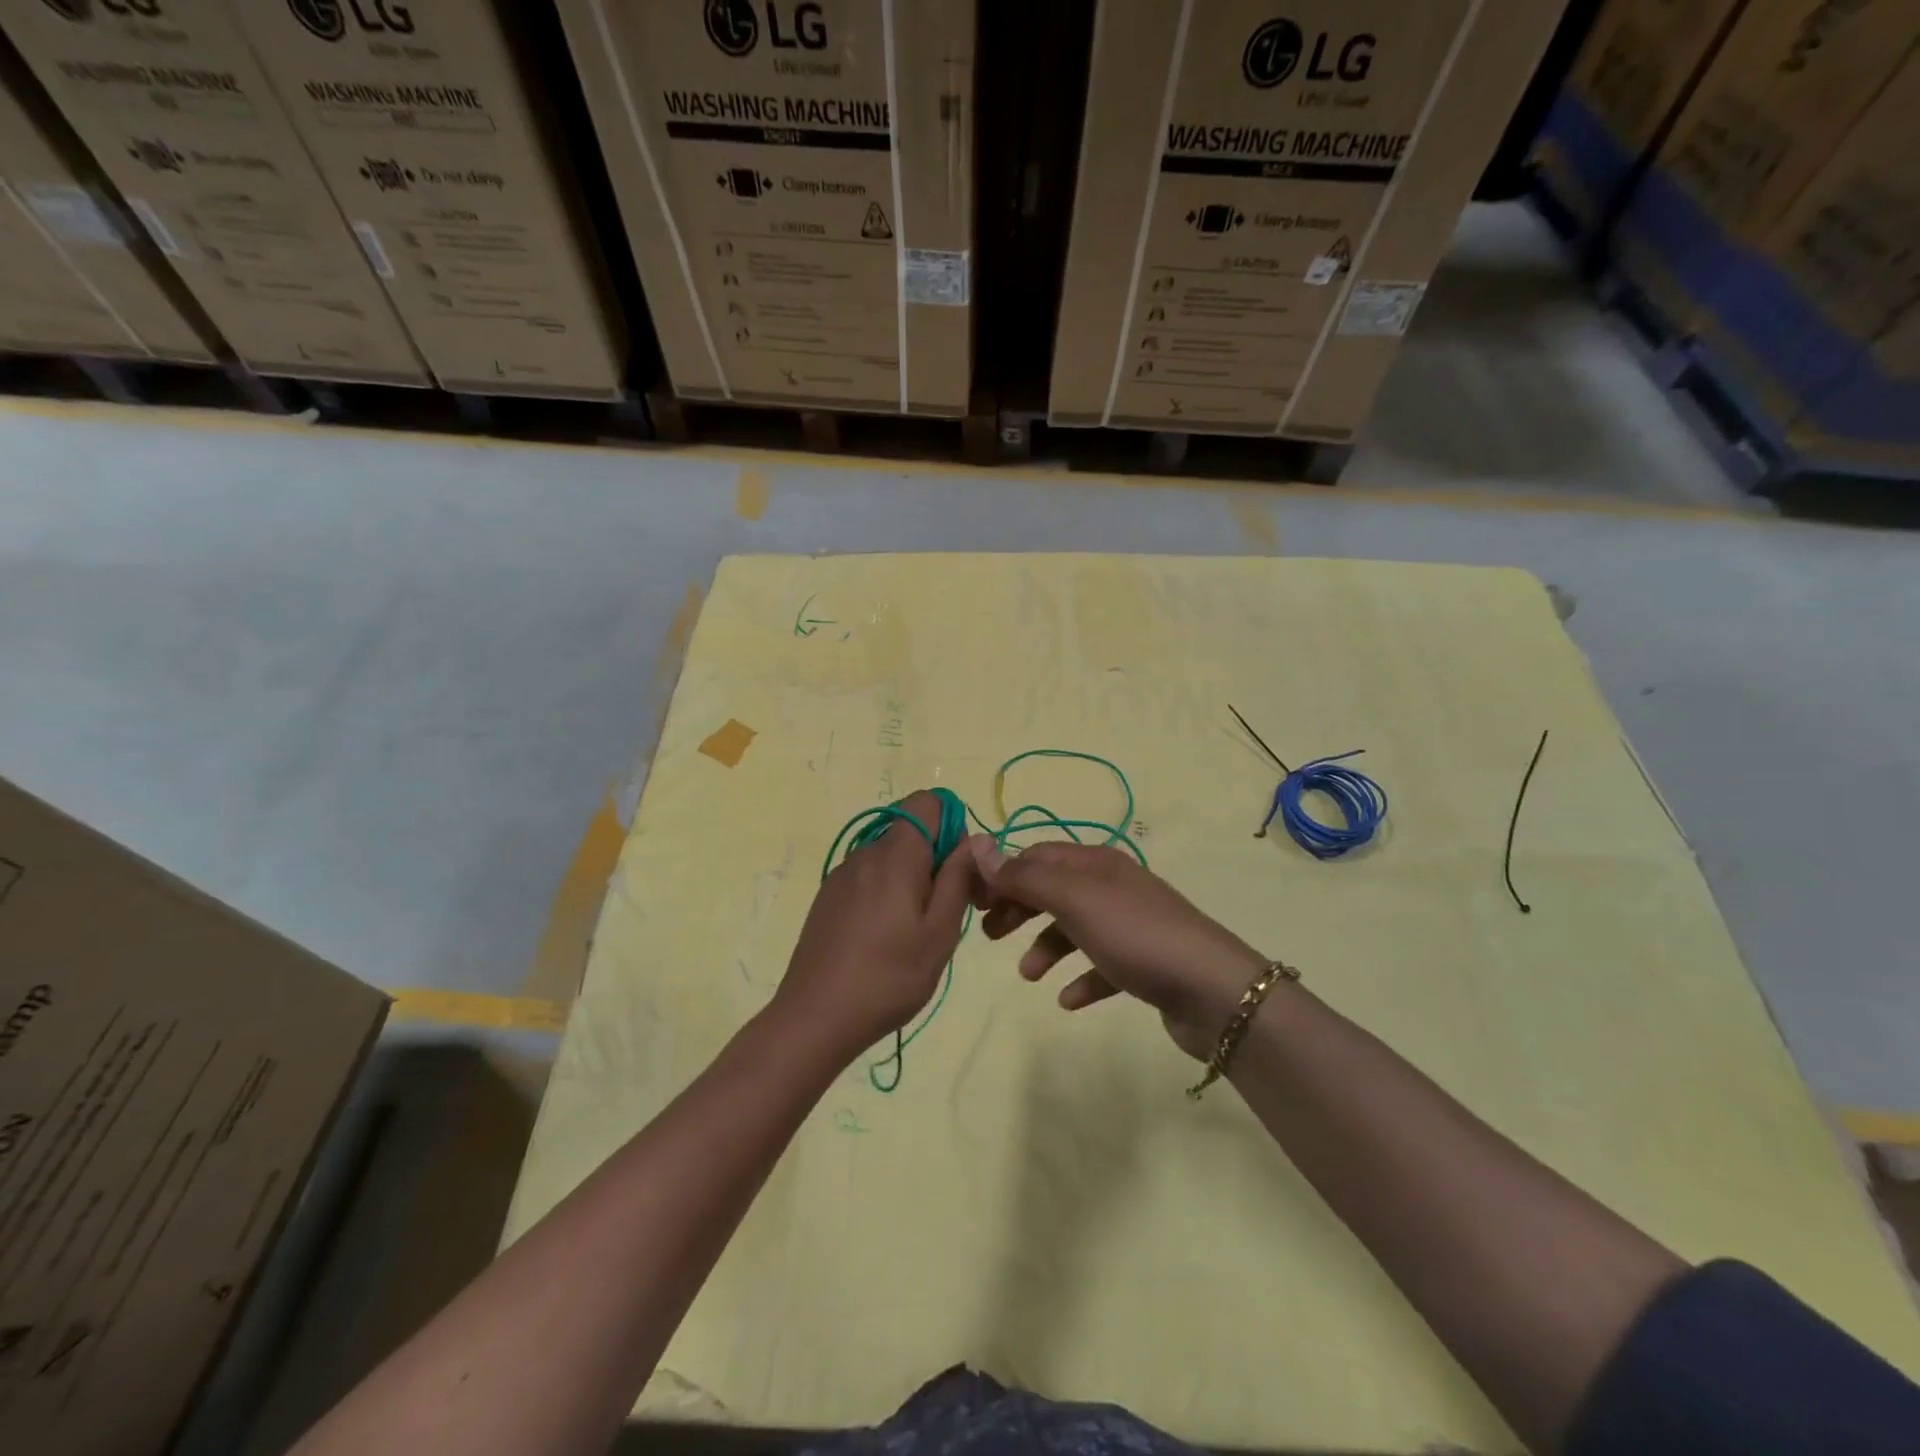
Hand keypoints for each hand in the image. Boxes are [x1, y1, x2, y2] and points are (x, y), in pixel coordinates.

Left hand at [772, 790, 975, 1062]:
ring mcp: (842, 874)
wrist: (815, 1017)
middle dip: (937, 856)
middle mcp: (865, 852)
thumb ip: (958, 878)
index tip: (960, 871)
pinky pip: (869, 875)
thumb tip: (973, 839)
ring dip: (912, 876)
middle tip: (948, 909)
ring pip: (890, 854)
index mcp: (896, 854)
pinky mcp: (828, 896)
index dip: (953, 825)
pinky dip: (888, 890)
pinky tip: (885, 937)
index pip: (928, 802)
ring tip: (916, 930)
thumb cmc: (888, 977)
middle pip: (911, 828)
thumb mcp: (940, 932)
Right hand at [970, 839, 1268, 1059]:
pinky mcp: (1144, 963)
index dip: (1003, 874)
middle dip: (1020, 908)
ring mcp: (1130, 925)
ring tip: (1030, 975)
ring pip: (1075, 928)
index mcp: (1096, 864)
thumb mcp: (1074, 900)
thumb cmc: (1135, 935)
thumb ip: (1024, 877)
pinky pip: (1102, 966)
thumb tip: (977, 846)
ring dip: (1046, 947)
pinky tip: (1069, 1001)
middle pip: (1054, 889)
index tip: (973, 902)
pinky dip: (1082, 979)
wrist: (1212, 989)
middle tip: (990, 934)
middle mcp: (1112, 886)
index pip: (1037, 856)